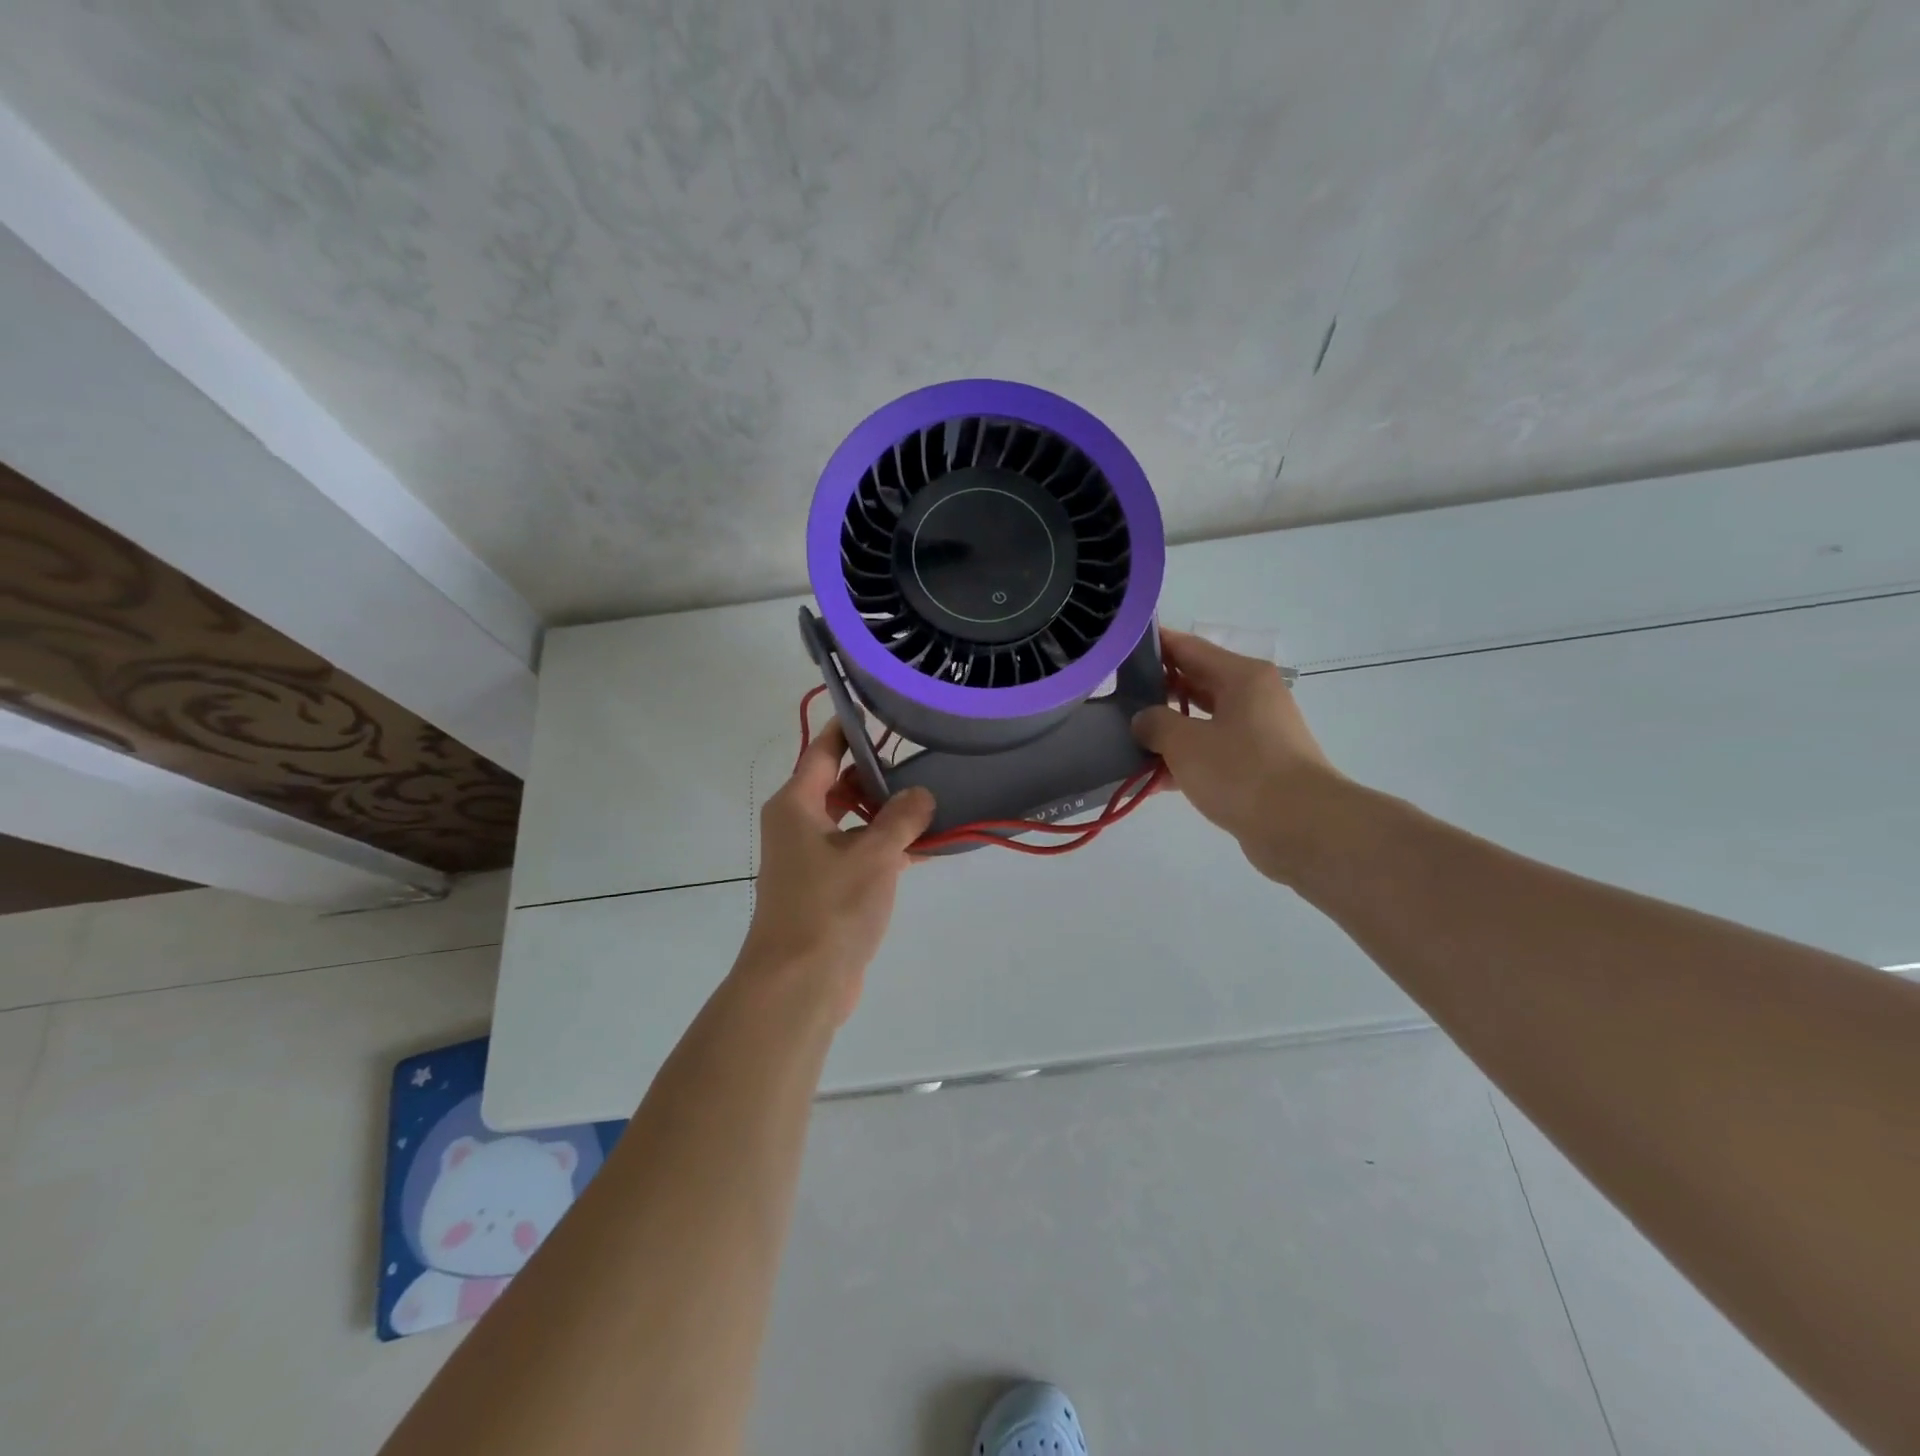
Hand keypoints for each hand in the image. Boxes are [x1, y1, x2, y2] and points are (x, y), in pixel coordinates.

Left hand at [738, 720, 934, 1022]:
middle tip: (921, 758)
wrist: (799, 984)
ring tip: (933, 800)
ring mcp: (810, 861)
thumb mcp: (874, 854)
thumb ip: (902, 817)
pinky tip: (927, 848)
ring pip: (853, 823)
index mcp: (796, 805)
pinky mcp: (825, 891)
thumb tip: (921, 795)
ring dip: (888, 815)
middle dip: (878, 776)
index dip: (849, 729)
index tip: (878, 710)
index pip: (822, 751)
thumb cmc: (830, 906)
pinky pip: (859, 856)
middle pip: (839, 786)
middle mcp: (798, 827)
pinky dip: (887, 849)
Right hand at [1132, 627, 1340, 883]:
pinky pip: (1210, 755)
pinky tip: (1148, 782)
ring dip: (1166, 733)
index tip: (1118, 648)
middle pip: (1194, 683)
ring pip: (1200, 722)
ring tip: (1123, 741)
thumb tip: (1144, 720)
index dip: (1154, 645)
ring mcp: (1256, 734)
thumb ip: (1155, 723)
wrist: (1301, 828)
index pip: (1188, 647)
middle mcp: (1252, 698)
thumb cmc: (1242, 771)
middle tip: (1113, 697)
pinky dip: (1183, 764)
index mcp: (1241, 677)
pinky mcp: (1255, 768)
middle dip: (1155, 691)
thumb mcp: (1185, 742)